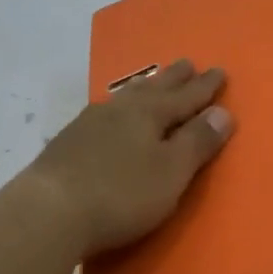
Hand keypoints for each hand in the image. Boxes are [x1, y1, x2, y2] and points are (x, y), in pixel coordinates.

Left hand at [22, 60, 233, 257]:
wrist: (49, 210)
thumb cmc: (121, 193)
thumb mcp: (171, 172)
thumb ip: (197, 142)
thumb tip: (223, 112)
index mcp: (150, 114)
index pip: (186, 96)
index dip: (205, 87)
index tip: (220, 70)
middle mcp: (120, 109)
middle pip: (153, 88)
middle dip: (174, 78)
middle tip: (188, 63)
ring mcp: (90, 123)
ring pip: (125, 97)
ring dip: (144, 88)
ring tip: (151, 82)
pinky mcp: (68, 142)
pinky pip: (104, 113)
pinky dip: (118, 108)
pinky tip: (110, 114)